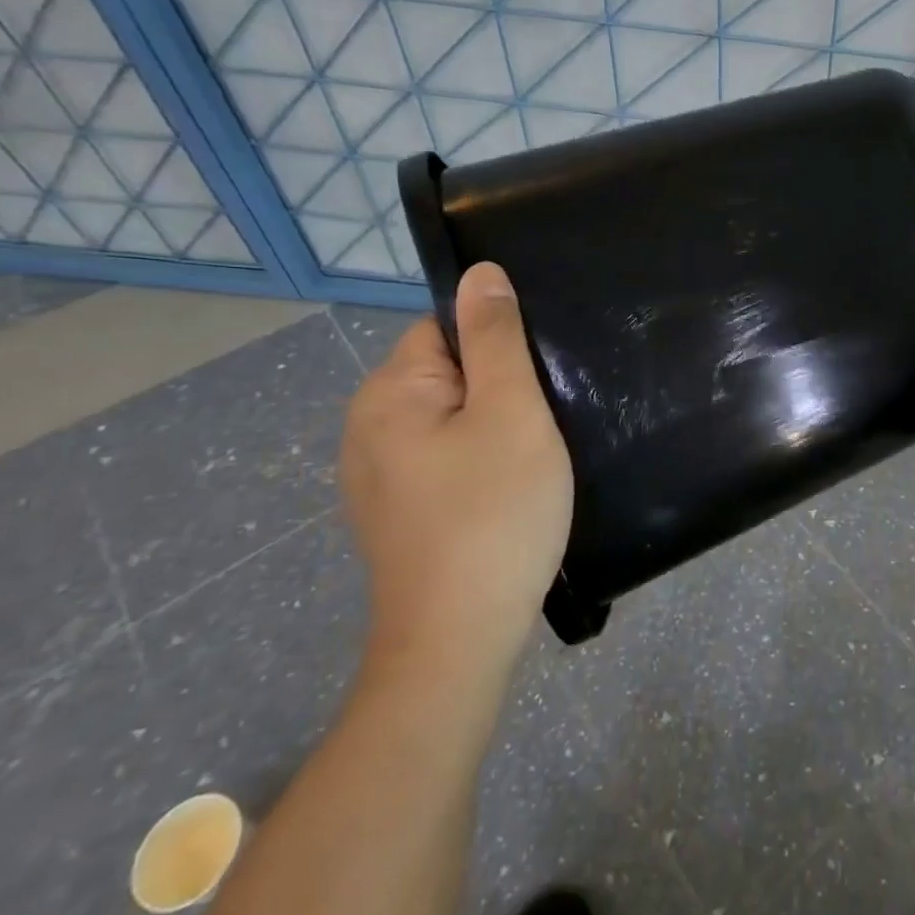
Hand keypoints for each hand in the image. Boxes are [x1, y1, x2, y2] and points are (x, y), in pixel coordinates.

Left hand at [339, 262, 571, 692]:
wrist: (459, 640)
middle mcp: (367, 427)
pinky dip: (478, 461)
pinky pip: (443, 458)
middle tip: (548, 418)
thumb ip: (496, 338)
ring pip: (450, 418)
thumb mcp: (511, 412)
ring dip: (494, 425)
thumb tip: (481, 273)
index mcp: (388, 392)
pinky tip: (509, 490)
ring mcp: (377, 476)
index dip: (499, 342)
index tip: (541, 376)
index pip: (445, 326)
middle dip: (500, 385)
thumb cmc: (493, 513)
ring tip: (536, 454)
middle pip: (447, 371)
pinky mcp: (396, 512)